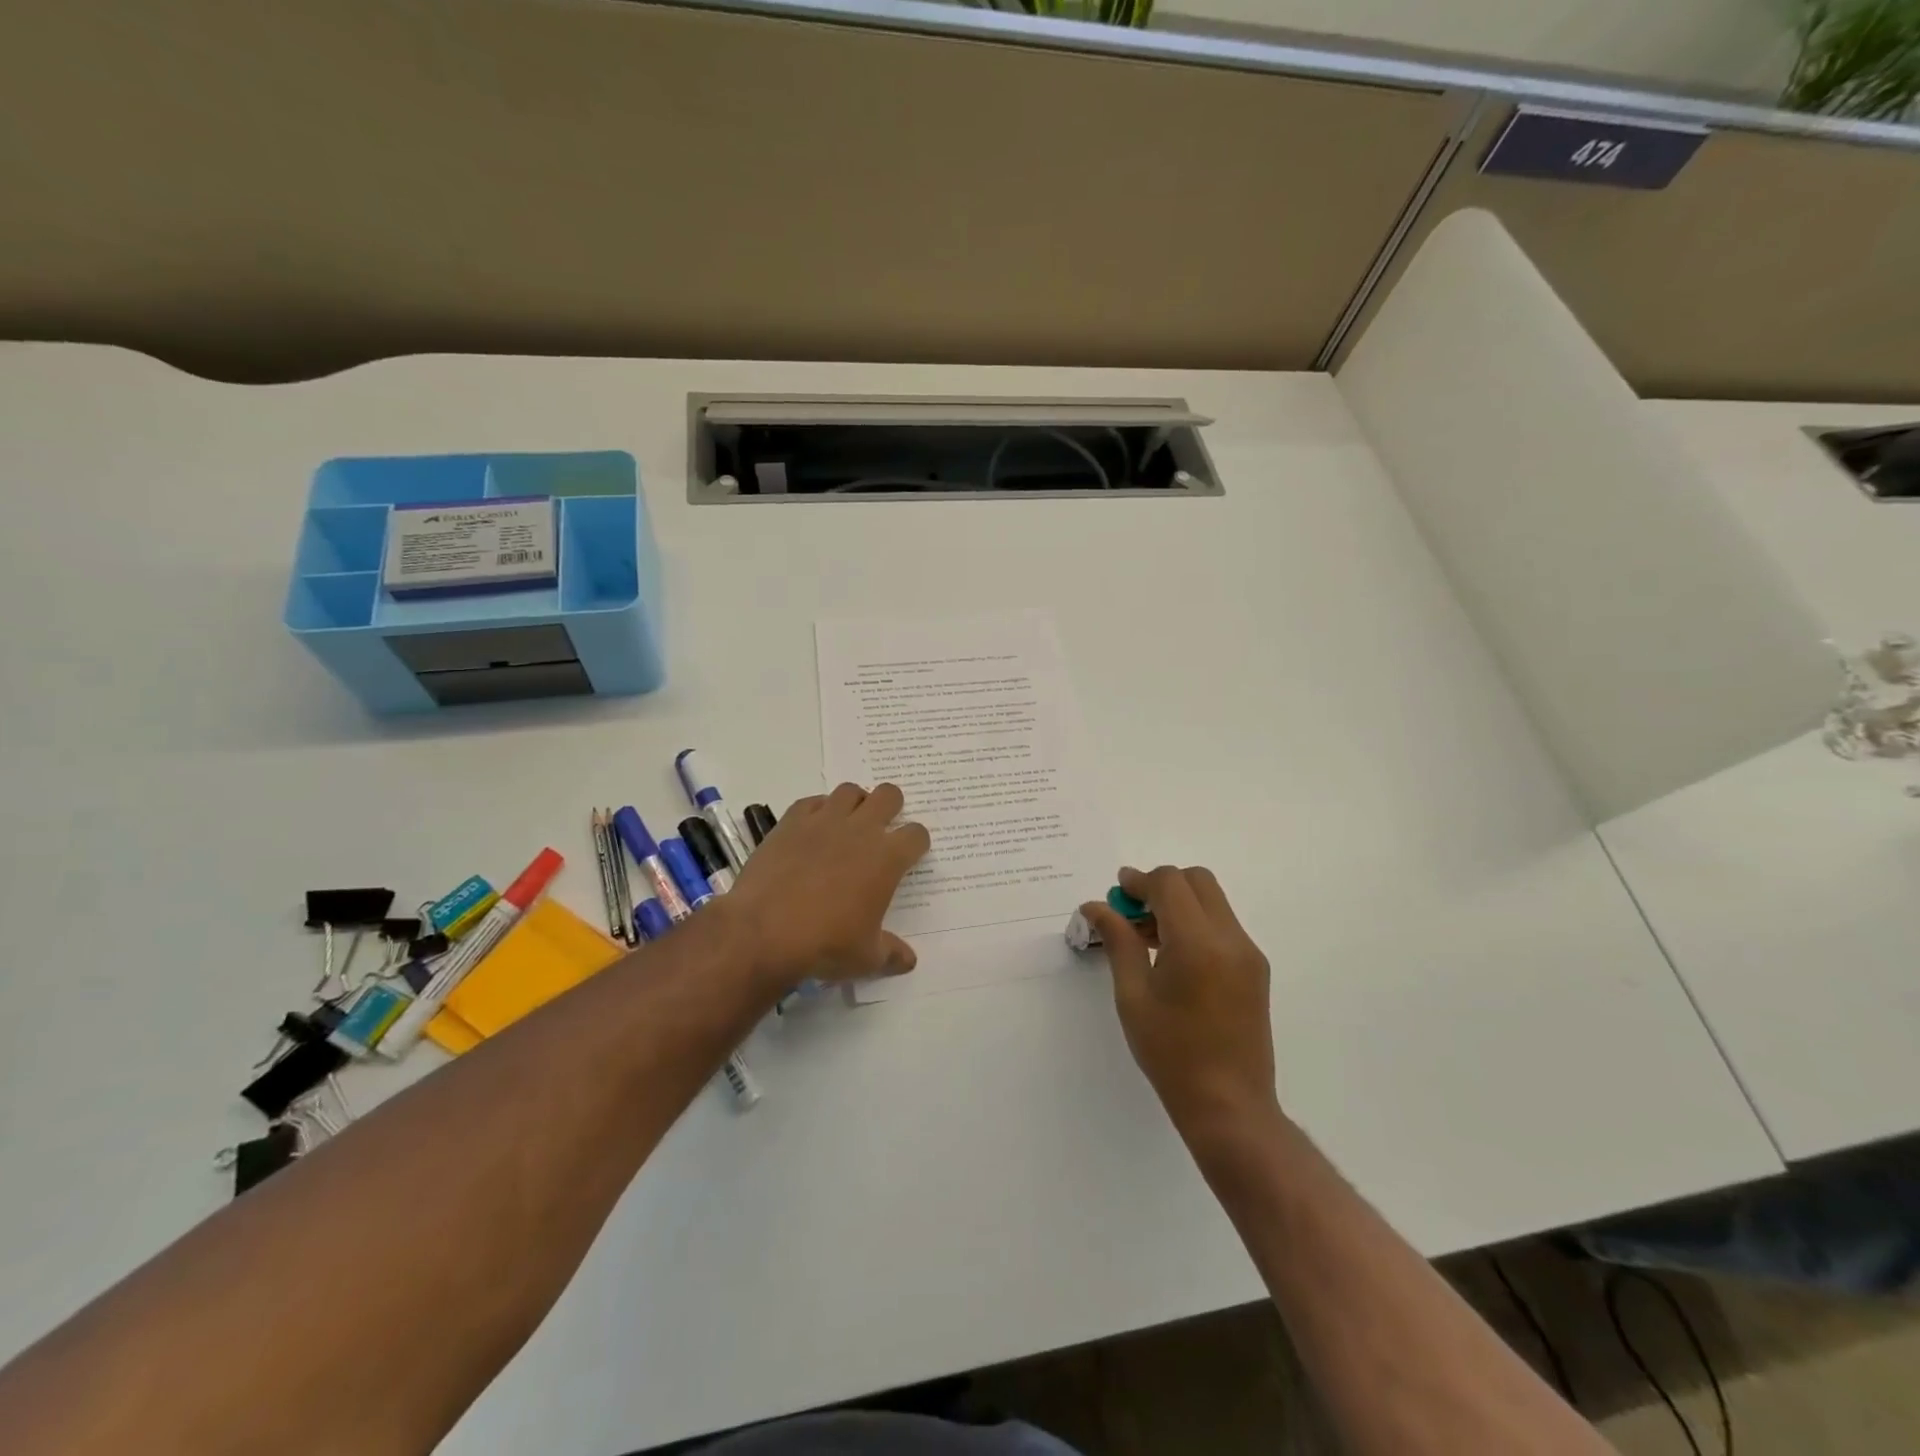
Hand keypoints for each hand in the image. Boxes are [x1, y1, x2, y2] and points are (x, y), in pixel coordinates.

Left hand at [724, 781, 930, 992]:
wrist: (764, 931)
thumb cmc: (826, 944)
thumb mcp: (866, 957)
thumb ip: (891, 954)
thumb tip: (909, 961)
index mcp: (887, 858)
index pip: (916, 834)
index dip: (916, 843)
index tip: (908, 855)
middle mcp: (861, 830)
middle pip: (889, 796)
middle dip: (891, 807)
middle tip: (881, 830)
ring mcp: (824, 821)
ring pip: (850, 791)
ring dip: (855, 804)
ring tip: (848, 824)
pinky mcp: (791, 821)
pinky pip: (812, 802)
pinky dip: (818, 811)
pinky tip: (813, 830)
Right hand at [1080, 865, 1277, 1140]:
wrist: (1229, 1106)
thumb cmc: (1171, 1053)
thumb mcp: (1133, 995)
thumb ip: (1118, 941)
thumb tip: (1096, 906)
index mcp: (1198, 943)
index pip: (1170, 883)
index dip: (1139, 881)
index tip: (1116, 896)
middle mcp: (1230, 938)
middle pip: (1196, 880)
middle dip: (1161, 885)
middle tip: (1132, 913)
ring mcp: (1248, 953)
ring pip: (1212, 900)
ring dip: (1178, 903)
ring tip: (1147, 937)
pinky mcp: (1256, 968)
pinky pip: (1222, 924)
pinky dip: (1195, 922)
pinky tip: (1172, 956)